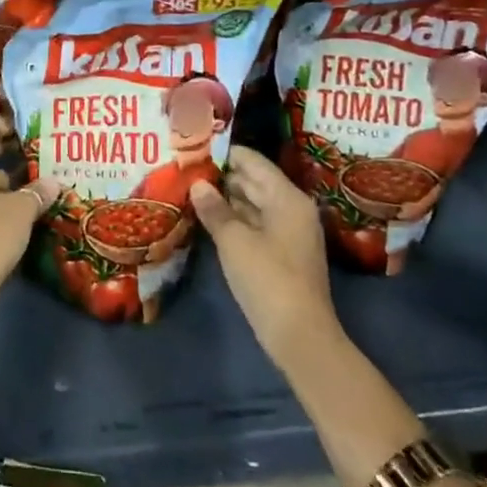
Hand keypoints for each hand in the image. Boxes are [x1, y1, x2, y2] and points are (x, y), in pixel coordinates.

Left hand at [0, 114, 57, 327]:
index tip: (36, 123)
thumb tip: (55, 182)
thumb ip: (37, 191)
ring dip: (13, 179)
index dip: (10, 123)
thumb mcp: (18, 210)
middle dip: (13, 150)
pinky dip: (6, 200)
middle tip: (45, 146)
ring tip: (47, 173)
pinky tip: (34, 203)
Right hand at [191, 147, 340, 371]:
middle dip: (222, 176)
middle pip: (254, 181)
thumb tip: (198, 184)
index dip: (224, 153)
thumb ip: (215, 209)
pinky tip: (208, 219)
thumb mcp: (234, 241)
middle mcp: (292, 209)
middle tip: (185, 168)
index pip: (253, 162)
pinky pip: (255, 225)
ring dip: (226, 199)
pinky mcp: (282, 254)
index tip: (194, 148)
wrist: (301, 338)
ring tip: (190, 189)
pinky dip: (234, 219)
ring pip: (253, 204)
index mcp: (287, 198)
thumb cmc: (268, 280)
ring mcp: (289, 233)